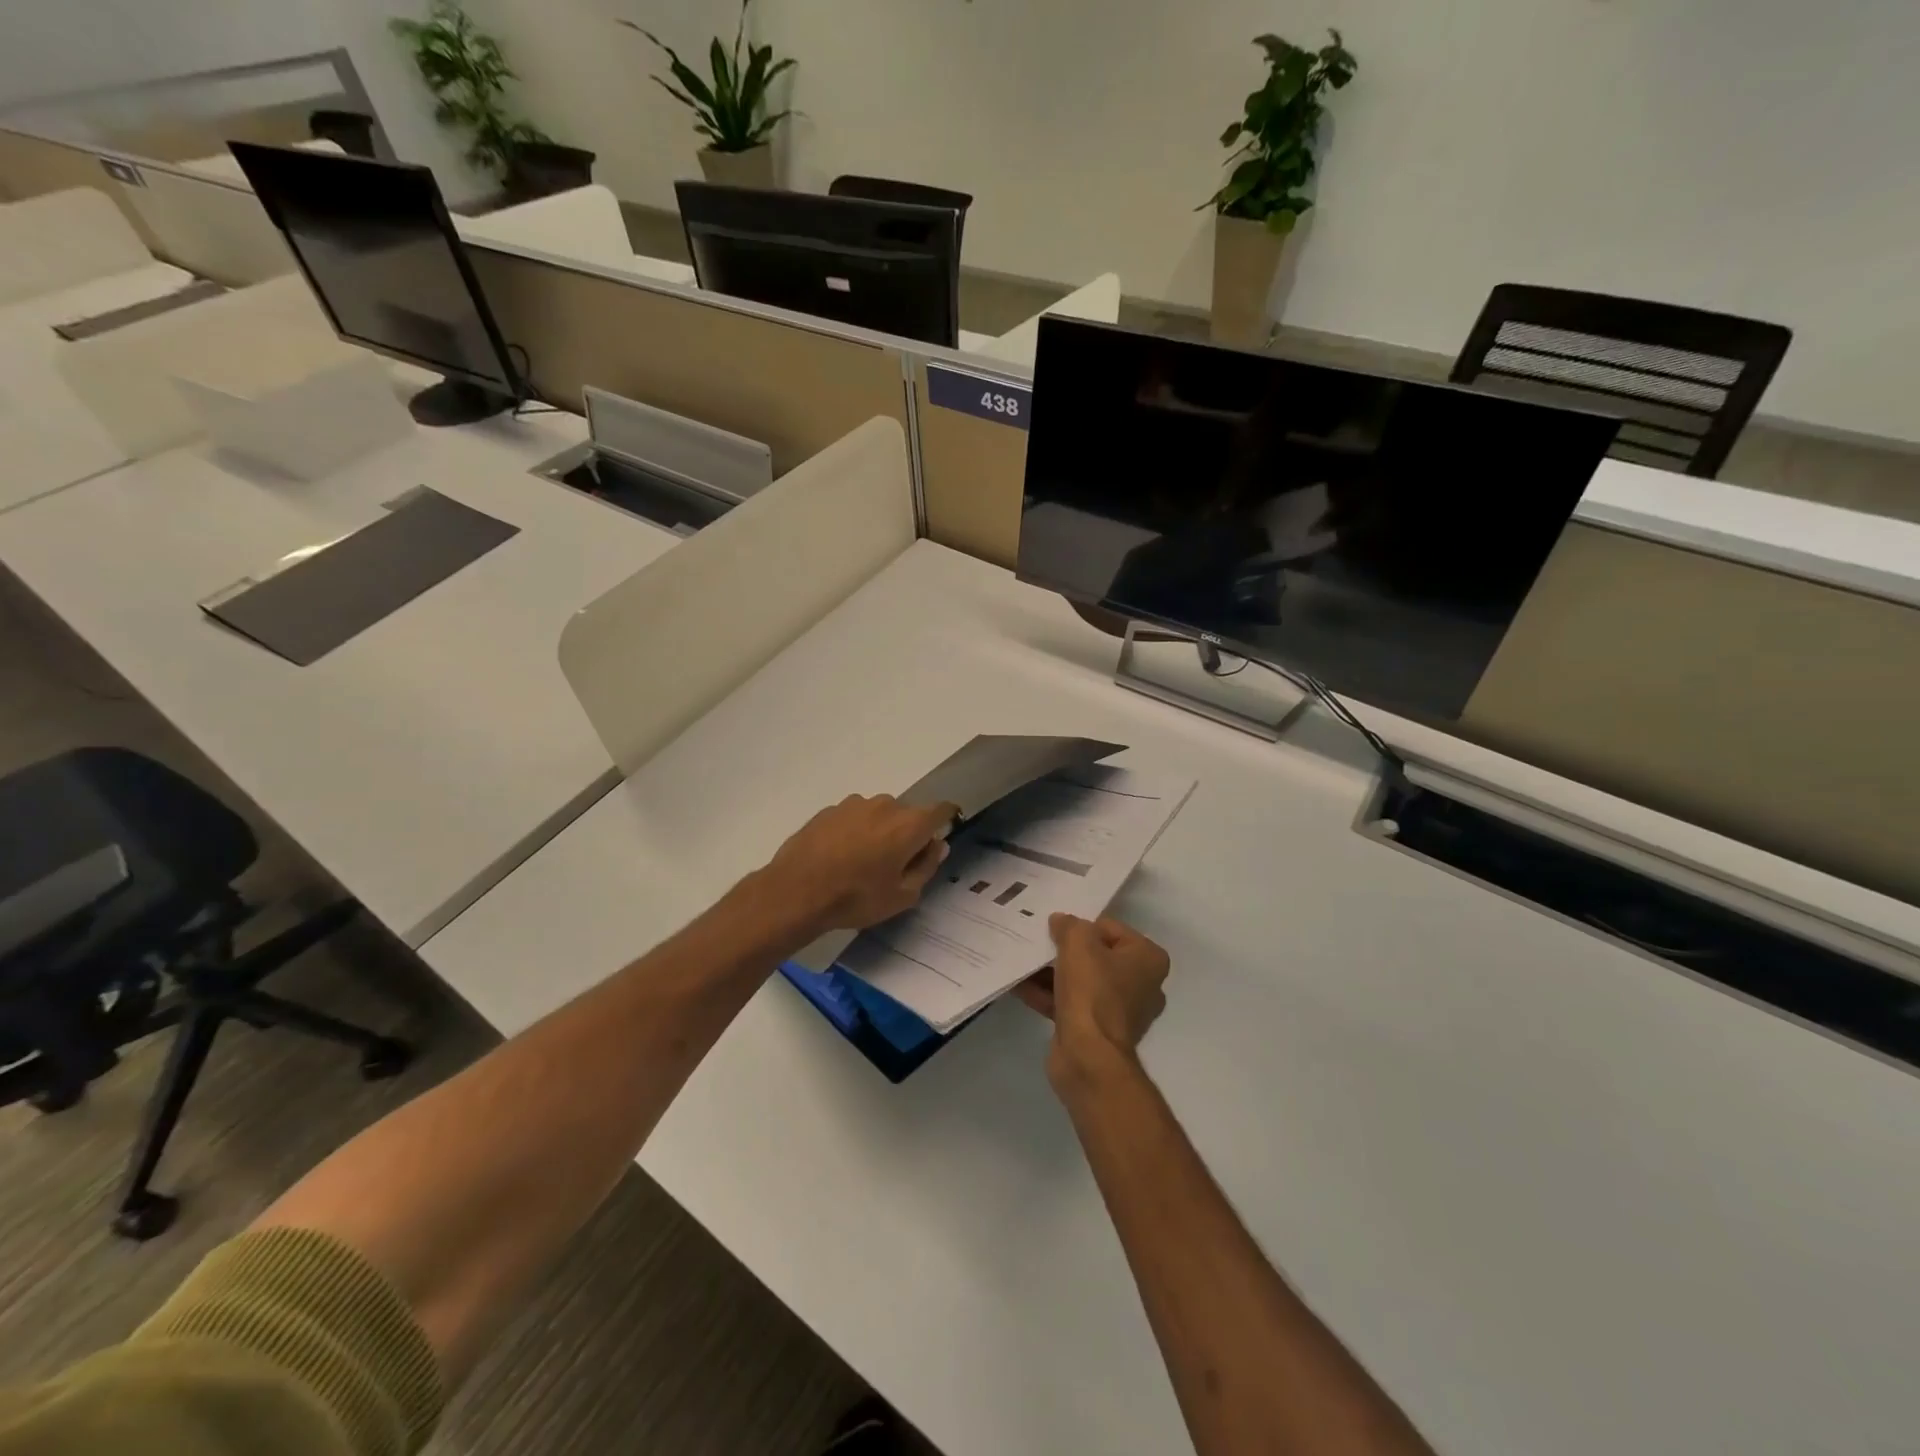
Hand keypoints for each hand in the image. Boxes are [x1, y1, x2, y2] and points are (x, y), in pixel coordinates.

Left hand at [757, 794, 958, 940]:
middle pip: (907, 815)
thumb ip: (926, 866)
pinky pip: (853, 818)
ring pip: (878, 815)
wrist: (796, 892)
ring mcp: (854, 804)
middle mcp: (886, 805)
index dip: (945, 822)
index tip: (937, 840)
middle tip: (895, 866)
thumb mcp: (902, 895)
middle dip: (907, 834)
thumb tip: (938, 845)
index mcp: (910, 824)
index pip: (941, 810)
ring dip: (879, 832)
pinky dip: (854, 832)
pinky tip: (839, 857)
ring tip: (862, 863)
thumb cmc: (857, 897)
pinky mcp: (829, 810)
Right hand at [1017, 913, 1169, 1075]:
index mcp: (1148, 959)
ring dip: (1052, 973)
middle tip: (1039, 941)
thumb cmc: (1092, 991)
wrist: (1088, 1057)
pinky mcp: (1098, 1032)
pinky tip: (1020, 986)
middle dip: (1065, 951)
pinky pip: (1071, 1004)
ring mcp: (1120, 1011)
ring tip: (1024, 961)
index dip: (1082, 926)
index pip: (1111, 928)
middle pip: (1096, 955)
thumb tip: (1061, 921)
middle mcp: (1142, 984)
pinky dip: (1048, 995)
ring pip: (1082, 981)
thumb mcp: (1078, 943)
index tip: (1058, 929)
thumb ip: (1069, 925)